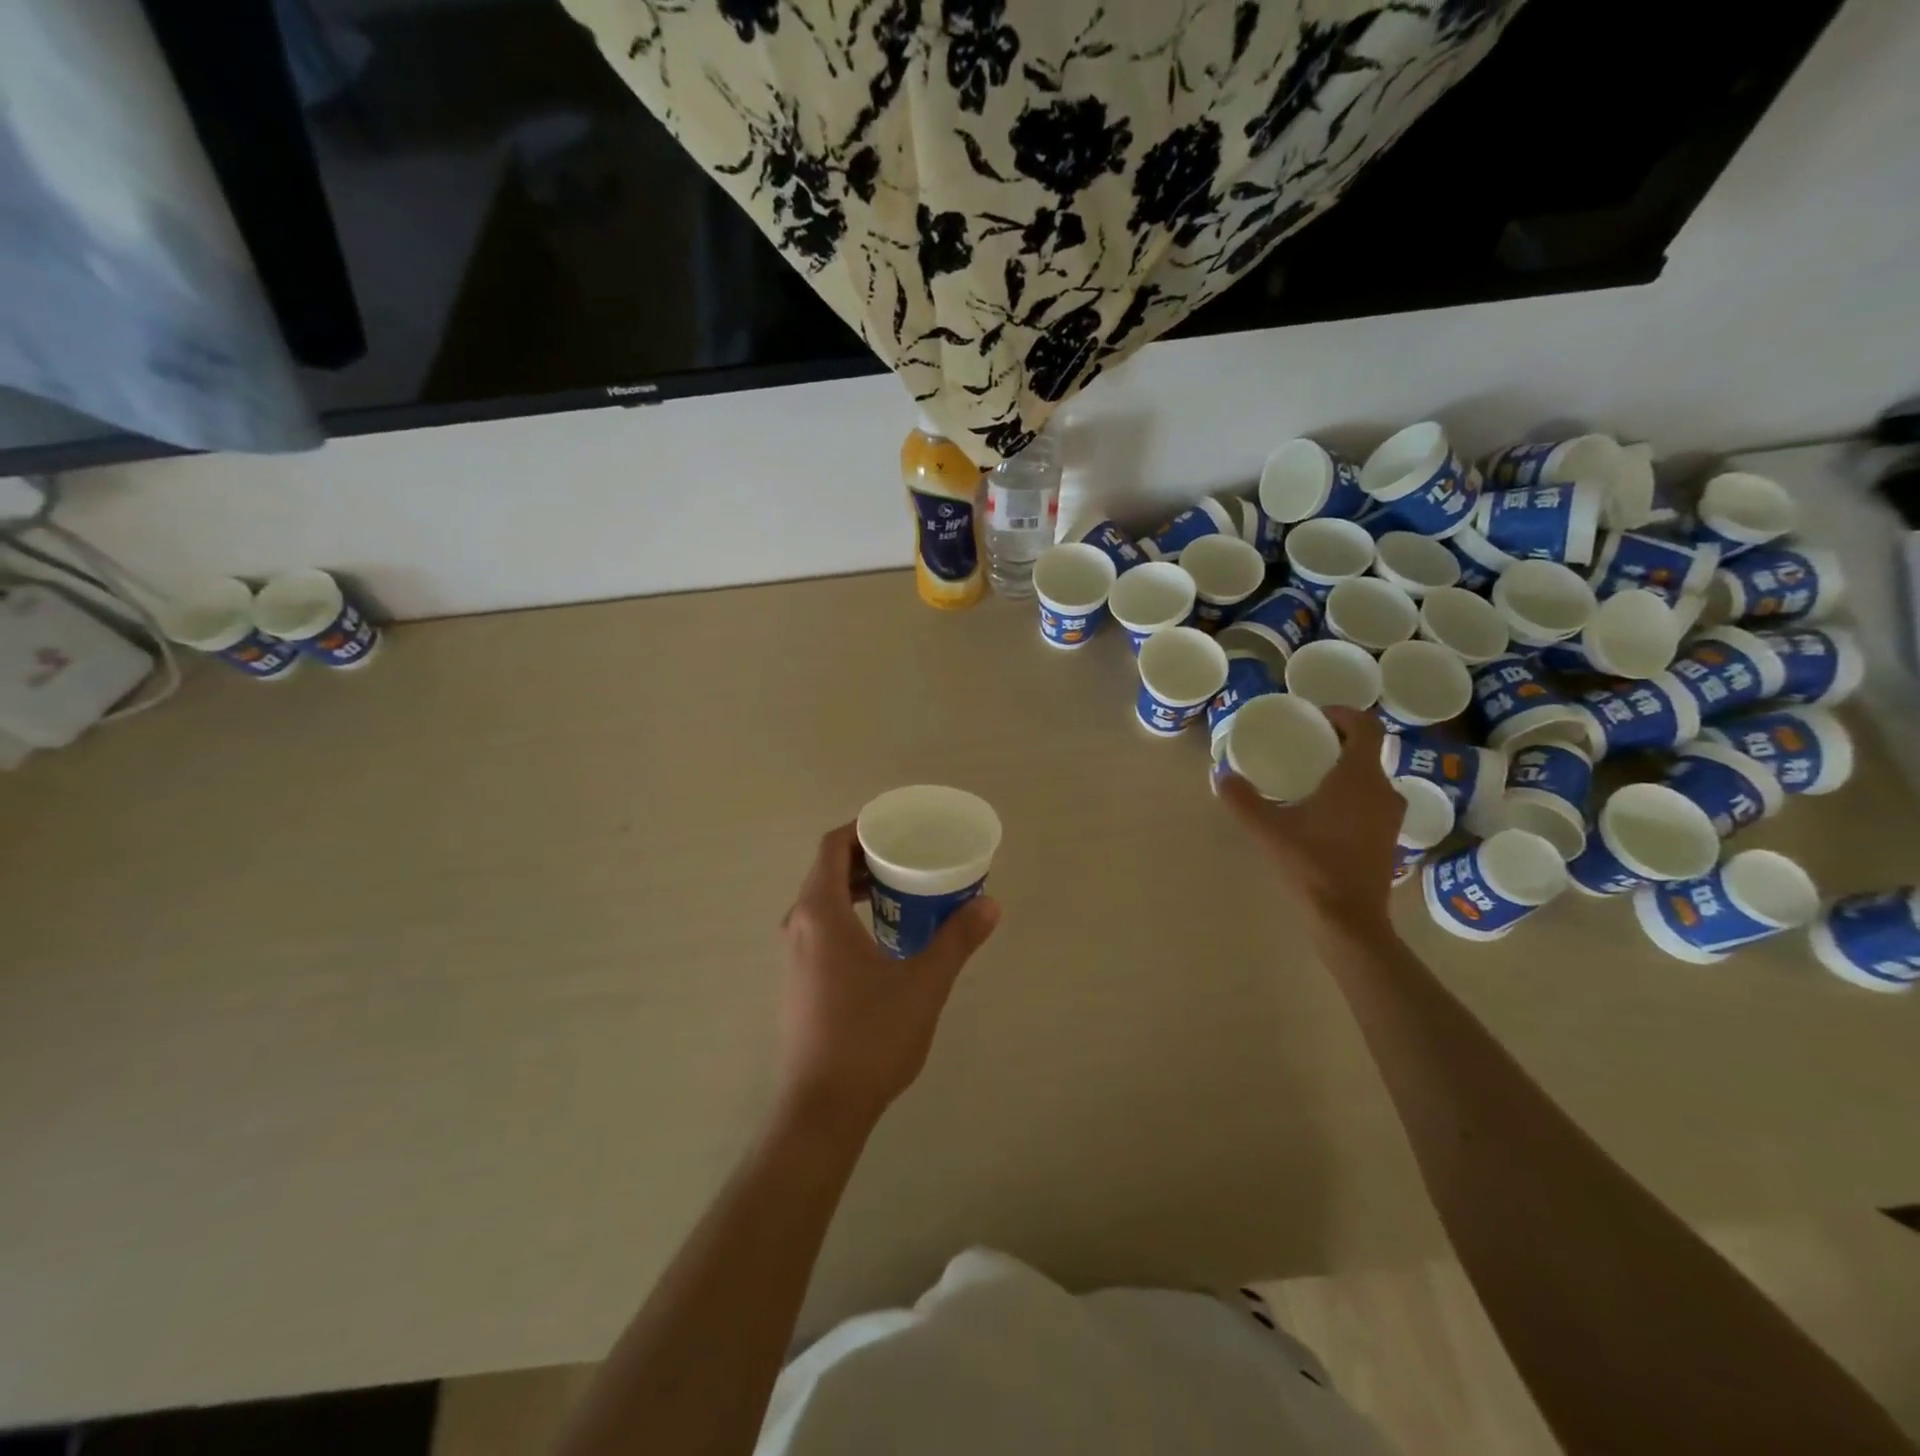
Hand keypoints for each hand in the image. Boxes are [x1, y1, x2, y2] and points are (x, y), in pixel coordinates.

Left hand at [776, 823, 999, 1134]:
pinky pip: (822, 925)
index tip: (899, 826)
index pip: (833, 846)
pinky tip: (886, 934)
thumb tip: (989, 904)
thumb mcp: (924, 984)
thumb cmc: (870, 1037)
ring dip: (859, 886)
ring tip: (904, 889)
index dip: (863, 827)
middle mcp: (799, 925)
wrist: (823, 1108)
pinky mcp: (799, 979)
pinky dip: (850, 912)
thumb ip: (957, 939)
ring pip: (824, 899)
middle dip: (867, 856)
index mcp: (820, 913)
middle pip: (827, 869)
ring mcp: (795, 954)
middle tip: (911, 855)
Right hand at [1220, 707, 1402, 932]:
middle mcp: (1384, 790)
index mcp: (1360, 778)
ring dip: (1346, 768)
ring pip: (1371, 776)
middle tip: (1305, 743)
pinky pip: (1372, 799)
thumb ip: (1243, 799)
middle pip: (1368, 750)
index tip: (1316, 716)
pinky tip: (1324, 810)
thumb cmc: (1312, 865)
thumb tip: (1221, 774)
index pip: (1367, 727)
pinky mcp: (1389, 837)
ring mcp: (1390, 816)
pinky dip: (1352, 792)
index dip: (1343, 714)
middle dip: (1338, 741)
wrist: (1348, 917)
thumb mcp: (1269, 830)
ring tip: (1311, 775)